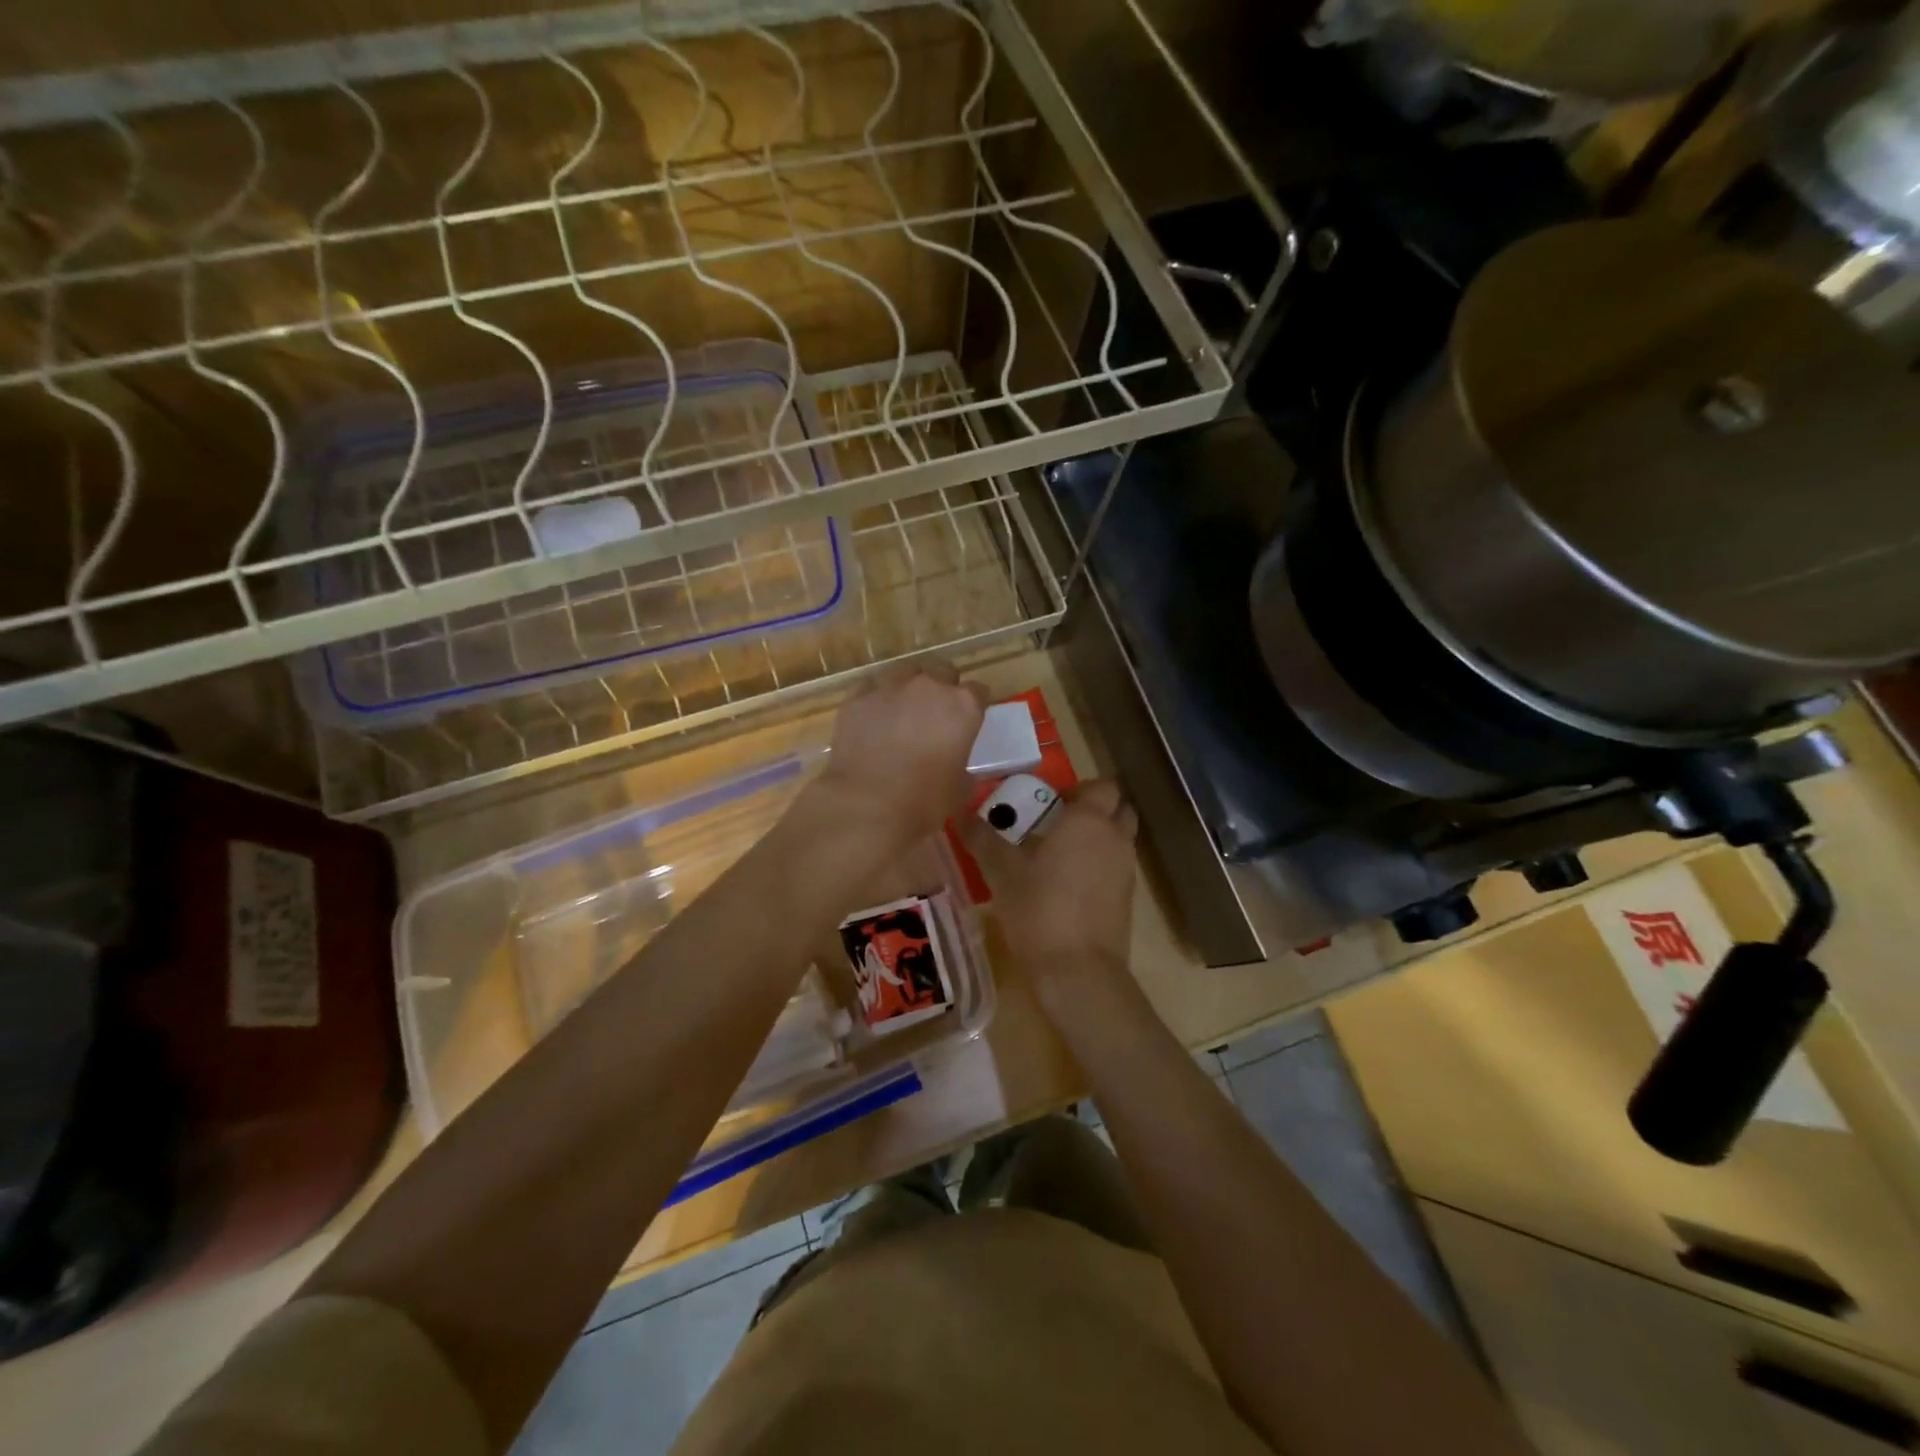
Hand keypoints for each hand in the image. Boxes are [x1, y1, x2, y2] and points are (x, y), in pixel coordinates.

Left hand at [811, 660, 988, 848]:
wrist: (868, 804)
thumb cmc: (924, 801)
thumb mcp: (959, 791)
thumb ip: (963, 772)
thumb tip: (959, 773)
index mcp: (963, 706)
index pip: (978, 691)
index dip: (974, 706)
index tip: (968, 721)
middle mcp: (929, 687)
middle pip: (943, 671)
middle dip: (943, 687)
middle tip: (935, 714)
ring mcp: (890, 687)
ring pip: (905, 672)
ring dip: (908, 686)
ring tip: (902, 710)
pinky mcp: (857, 697)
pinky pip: (870, 686)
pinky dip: (875, 697)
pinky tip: (872, 716)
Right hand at [962, 779, 1137, 987]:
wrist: (1079, 972)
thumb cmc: (1039, 909)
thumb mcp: (1001, 872)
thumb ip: (982, 838)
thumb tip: (961, 813)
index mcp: (1089, 821)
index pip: (1102, 785)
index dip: (1080, 788)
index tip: (1050, 800)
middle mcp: (1115, 839)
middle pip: (1117, 809)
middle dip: (1094, 810)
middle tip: (1056, 822)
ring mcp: (1126, 871)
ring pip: (1118, 840)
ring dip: (1096, 839)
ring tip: (1056, 855)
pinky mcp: (1127, 901)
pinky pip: (1115, 869)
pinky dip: (1098, 868)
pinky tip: (1067, 886)